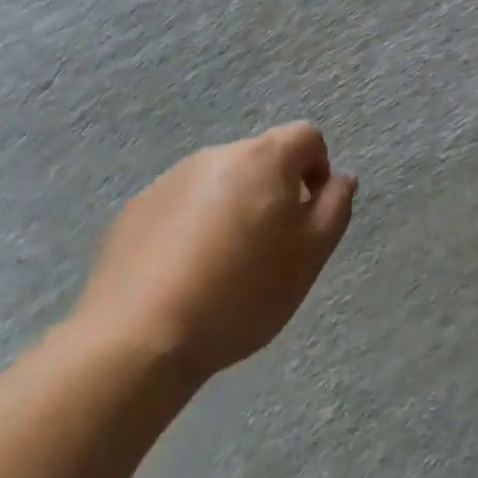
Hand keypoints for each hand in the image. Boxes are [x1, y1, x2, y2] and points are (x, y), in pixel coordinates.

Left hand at [73, 123, 355, 387]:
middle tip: (271, 246)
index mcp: (263, 158)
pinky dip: (192, 227)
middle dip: (274, 191)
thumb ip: (336, 207)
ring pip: (220, 183)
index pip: (306, 136)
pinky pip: (181, 206)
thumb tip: (341, 179)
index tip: (310, 214)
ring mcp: (170, 180)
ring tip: (223, 266)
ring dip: (233, 207)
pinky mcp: (135, 211)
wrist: (138, 341)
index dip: (318, 168)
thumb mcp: (310, 255)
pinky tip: (184, 275)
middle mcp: (216, 155)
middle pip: (261, 159)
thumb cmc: (241, 293)